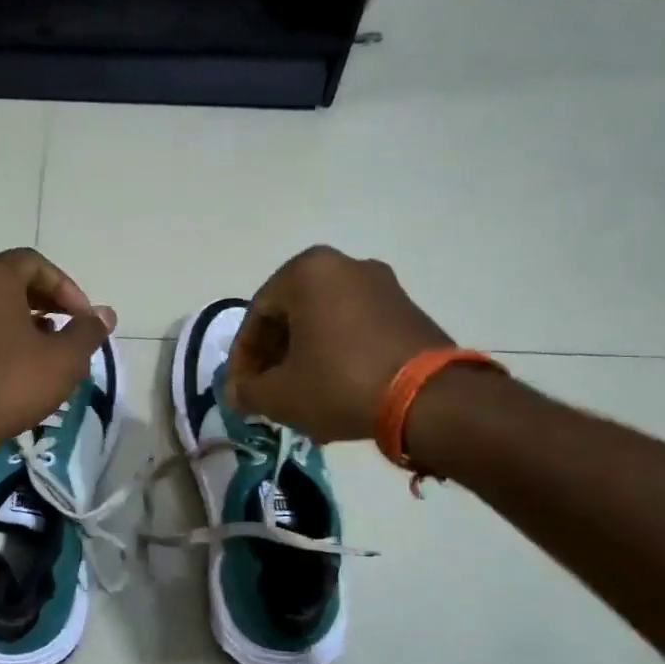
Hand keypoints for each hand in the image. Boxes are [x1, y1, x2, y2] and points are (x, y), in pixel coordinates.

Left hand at [0, 249, 116, 459]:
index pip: (35, 263)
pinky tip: (23, 364)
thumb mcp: (64, 359)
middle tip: (71, 327)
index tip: (83, 317)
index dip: (66, 287)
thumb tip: (105, 314)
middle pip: (13, 280)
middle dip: (48, 300)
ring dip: (28, 318)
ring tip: (52, 347)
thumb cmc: (12, 384)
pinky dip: (4, 334)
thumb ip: (88, 331)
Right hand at [226, 246, 452, 442]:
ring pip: (323, 322)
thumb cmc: (339, 383)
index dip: (243, 358)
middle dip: (274, 356)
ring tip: (299, 395)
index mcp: (307, 271)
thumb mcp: (280, 394)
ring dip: (304, 357)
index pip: (257, 315)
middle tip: (267, 391)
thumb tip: (235, 393)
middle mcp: (345, 265)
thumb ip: (247, 391)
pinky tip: (333, 389)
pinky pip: (354, 328)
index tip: (241, 390)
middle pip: (291, 314)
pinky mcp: (407, 309)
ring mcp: (382, 284)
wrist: (428, 398)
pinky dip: (336, 354)